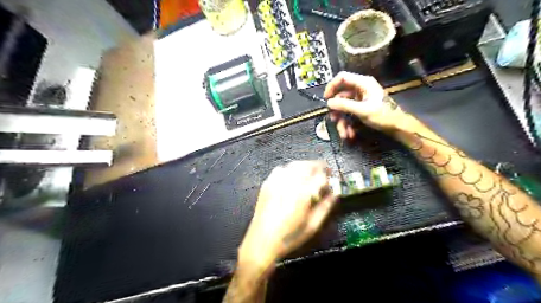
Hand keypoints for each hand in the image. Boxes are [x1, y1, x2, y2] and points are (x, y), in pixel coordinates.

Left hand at [238, 162, 335, 270]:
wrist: (261, 241)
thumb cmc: (289, 237)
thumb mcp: (312, 226)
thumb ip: (325, 207)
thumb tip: (335, 194)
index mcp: (302, 194)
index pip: (320, 176)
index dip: (329, 177)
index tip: (332, 182)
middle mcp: (289, 183)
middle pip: (308, 165)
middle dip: (319, 166)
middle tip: (325, 172)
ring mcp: (276, 181)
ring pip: (295, 164)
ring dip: (306, 165)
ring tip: (311, 172)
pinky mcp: (268, 183)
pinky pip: (281, 168)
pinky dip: (291, 168)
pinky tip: (293, 176)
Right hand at [322, 71, 407, 138]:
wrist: (398, 126)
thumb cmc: (383, 115)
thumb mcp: (363, 110)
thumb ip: (345, 105)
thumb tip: (329, 103)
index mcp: (363, 83)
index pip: (342, 78)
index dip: (332, 86)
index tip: (326, 98)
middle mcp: (360, 89)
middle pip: (341, 96)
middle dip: (337, 111)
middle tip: (333, 120)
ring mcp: (360, 100)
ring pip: (344, 108)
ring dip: (342, 122)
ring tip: (344, 134)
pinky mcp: (361, 108)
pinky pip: (349, 114)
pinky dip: (348, 124)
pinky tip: (350, 134)